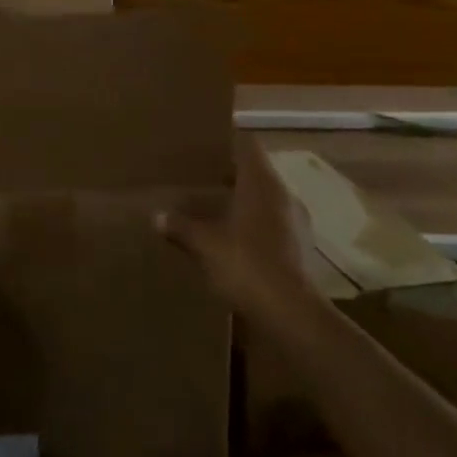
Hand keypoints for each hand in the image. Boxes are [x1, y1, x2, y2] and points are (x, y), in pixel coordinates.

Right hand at [158, 133, 317, 320]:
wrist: (291, 315)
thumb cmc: (246, 264)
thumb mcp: (204, 244)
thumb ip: (181, 226)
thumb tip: (157, 216)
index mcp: (261, 183)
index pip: (247, 145)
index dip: (227, 141)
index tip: (204, 143)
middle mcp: (283, 196)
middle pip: (255, 172)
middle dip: (229, 173)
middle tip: (199, 176)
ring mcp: (295, 223)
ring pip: (264, 199)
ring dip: (241, 200)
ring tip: (212, 207)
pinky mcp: (298, 249)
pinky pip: (270, 224)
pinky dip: (251, 225)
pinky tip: (231, 239)